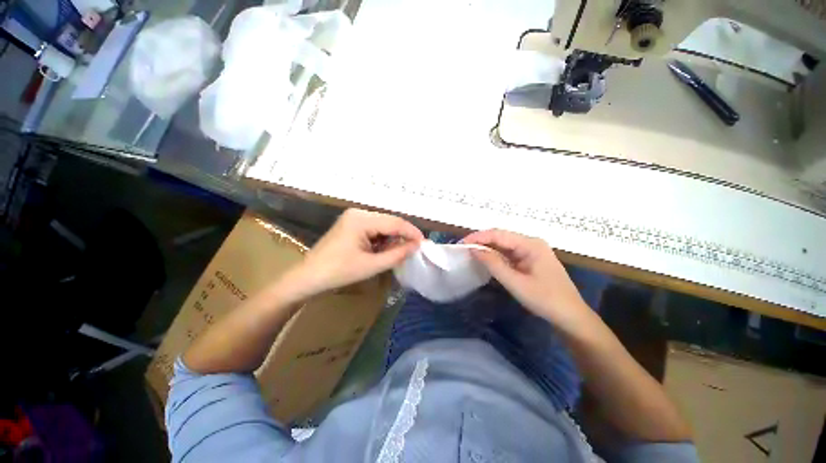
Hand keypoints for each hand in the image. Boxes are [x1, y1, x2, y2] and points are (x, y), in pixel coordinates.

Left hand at [282, 209, 423, 300]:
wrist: (309, 277)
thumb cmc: (339, 272)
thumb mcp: (372, 265)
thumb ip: (397, 254)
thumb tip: (416, 246)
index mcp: (361, 219)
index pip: (394, 222)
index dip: (411, 232)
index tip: (424, 243)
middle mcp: (358, 212)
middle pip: (389, 221)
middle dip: (403, 235)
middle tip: (414, 249)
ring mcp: (354, 217)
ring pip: (383, 225)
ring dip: (393, 238)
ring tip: (400, 252)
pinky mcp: (352, 224)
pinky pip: (374, 228)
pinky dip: (383, 238)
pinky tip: (385, 249)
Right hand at [463, 229, 592, 330]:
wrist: (571, 317)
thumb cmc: (545, 299)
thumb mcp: (515, 282)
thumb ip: (493, 264)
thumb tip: (473, 249)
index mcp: (530, 244)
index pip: (499, 234)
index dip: (478, 237)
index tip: (461, 243)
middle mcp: (531, 243)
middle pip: (501, 237)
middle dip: (481, 241)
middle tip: (463, 248)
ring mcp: (531, 251)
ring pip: (504, 245)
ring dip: (487, 248)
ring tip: (470, 253)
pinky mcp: (530, 260)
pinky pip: (509, 254)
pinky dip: (496, 256)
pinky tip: (486, 260)